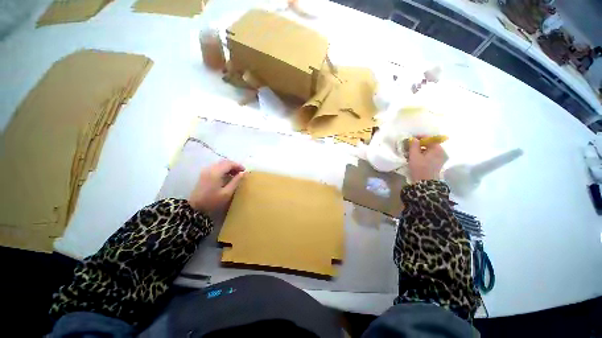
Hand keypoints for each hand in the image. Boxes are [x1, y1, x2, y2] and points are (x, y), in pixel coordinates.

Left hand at [188, 160, 245, 213]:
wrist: (195, 208)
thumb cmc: (212, 201)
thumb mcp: (227, 193)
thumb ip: (236, 181)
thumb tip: (243, 173)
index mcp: (216, 172)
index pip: (229, 163)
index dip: (238, 165)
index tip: (245, 171)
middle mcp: (210, 169)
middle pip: (224, 162)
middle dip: (234, 165)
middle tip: (241, 172)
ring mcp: (206, 171)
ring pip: (220, 164)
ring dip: (229, 167)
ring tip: (235, 174)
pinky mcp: (204, 174)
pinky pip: (216, 167)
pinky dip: (223, 169)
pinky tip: (227, 176)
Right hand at [408, 138, 447, 181]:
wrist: (425, 183)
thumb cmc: (420, 167)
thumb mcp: (414, 155)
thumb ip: (413, 145)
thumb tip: (413, 138)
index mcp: (437, 148)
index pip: (428, 138)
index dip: (419, 137)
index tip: (410, 139)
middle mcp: (441, 152)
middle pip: (429, 144)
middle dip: (419, 144)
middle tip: (409, 146)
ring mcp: (440, 158)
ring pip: (428, 150)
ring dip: (420, 150)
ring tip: (411, 152)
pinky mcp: (436, 163)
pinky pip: (429, 155)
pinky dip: (422, 154)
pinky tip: (415, 157)